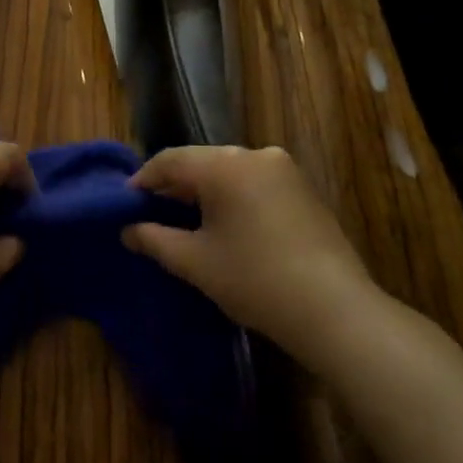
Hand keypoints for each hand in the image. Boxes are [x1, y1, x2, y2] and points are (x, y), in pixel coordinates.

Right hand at [124, 145, 376, 367]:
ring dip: (206, 190)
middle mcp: (254, 154)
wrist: (334, 309)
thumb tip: (128, 231)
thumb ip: (155, 240)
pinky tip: (229, 223)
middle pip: (202, 161)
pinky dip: (235, 195)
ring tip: (189, 219)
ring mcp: (284, 168)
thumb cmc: (254, 280)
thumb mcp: (195, 262)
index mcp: (223, 165)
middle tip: (154, 212)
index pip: (171, 160)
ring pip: (230, 170)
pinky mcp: (304, 187)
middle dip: (176, 184)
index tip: (127, 202)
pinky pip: (255, 181)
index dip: (144, 179)